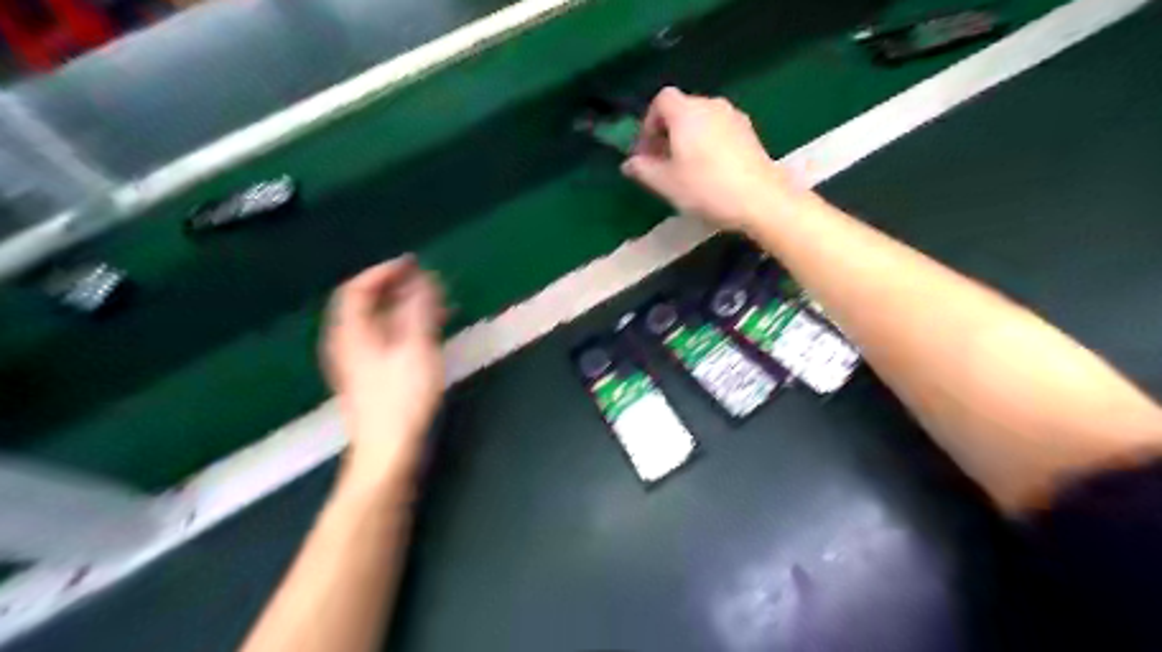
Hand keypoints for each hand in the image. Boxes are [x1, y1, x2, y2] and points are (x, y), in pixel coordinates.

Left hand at [324, 254, 446, 483]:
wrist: (387, 450)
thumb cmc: (402, 399)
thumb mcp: (416, 348)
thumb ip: (419, 310)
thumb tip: (422, 279)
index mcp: (352, 332)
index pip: (358, 288)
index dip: (384, 271)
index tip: (414, 264)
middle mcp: (348, 343)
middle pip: (365, 303)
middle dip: (397, 288)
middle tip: (427, 283)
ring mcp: (356, 362)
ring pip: (377, 322)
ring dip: (404, 307)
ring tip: (435, 305)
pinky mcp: (369, 377)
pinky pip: (384, 338)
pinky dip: (404, 327)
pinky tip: (427, 334)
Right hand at [622, 85, 805, 231]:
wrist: (760, 199)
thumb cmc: (706, 188)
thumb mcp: (666, 183)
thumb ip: (643, 169)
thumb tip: (629, 163)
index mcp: (687, 112)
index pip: (661, 100)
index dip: (648, 123)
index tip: (646, 151)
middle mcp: (711, 105)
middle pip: (681, 109)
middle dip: (666, 132)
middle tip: (661, 163)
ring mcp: (734, 117)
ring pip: (701, 120)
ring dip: (687, 139)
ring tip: (684, 169)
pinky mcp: (749, 132)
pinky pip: (719, 130)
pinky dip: (707, 143)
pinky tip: (709, 171)